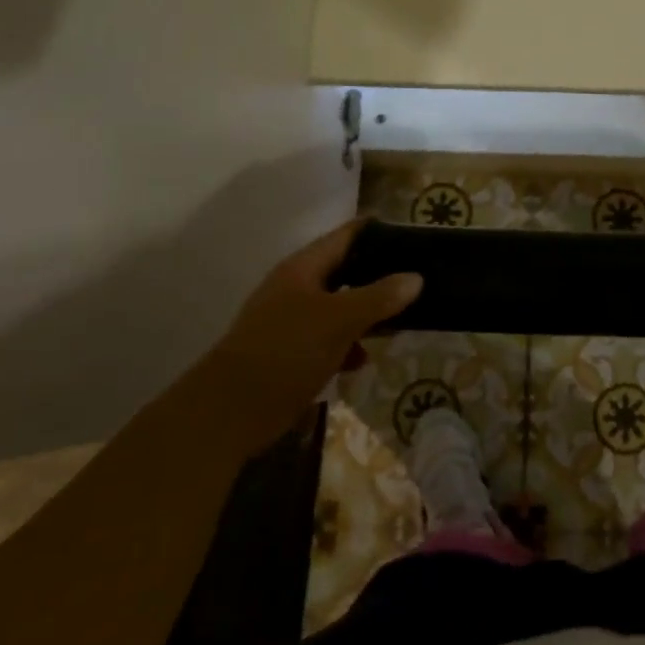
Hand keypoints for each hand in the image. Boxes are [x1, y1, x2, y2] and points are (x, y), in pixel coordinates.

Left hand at [208, 220, 421, 447]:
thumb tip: (416, 277)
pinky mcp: (287, 352)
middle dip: (378, 276)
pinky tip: (362, 360)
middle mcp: (296, 286)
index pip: (347, 235)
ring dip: (365, 313)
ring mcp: (289, 320)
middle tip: (415, 281)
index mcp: (304, 267)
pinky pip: (326, 338)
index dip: (379, 232)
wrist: (229, 412)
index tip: (413, 237)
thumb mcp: (340, 320)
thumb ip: (379, 297)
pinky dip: (346, 344)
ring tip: (399, 322)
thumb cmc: (287, 351)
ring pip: (338, 306)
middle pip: (345, 270)